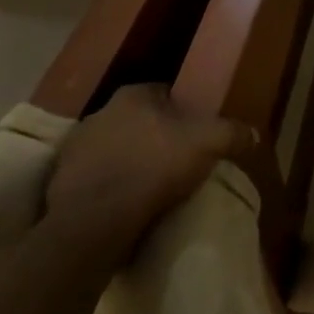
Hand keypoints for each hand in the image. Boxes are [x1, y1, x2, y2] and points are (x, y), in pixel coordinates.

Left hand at [43, 84, 256, 248]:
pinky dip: (112, 185)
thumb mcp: (210, 144)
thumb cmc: (155, 166)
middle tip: (180, 157)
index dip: (186, 110)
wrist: (95, 220)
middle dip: (157, 135)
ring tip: (155, 184)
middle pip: (140, 120)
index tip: (198, 130)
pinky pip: (97, 177)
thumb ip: (234, 133)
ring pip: (116, 148)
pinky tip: (129, 202)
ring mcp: (75, 148)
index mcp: (133, 94)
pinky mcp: (61, 182)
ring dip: (132, 160)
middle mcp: (100, 113)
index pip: (166, 92)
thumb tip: (252, 135)